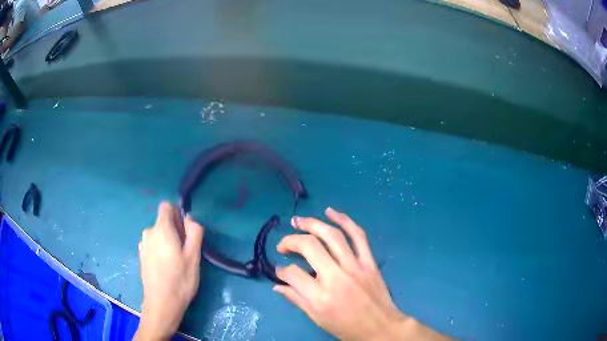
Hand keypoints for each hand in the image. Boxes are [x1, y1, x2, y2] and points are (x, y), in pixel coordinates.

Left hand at [134, 202, 203, 340]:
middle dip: (175, 231)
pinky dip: (160, 250)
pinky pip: (153, 245)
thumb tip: (190, 219)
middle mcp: (148, 232)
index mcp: (161, 228)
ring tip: (176, 263)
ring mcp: (143, 244)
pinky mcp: (141, 256)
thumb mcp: (194, 256)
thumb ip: (194, 232)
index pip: (166, 206)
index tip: (185, 232)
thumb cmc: (180, 279)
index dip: (178, 215)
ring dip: (167, 242)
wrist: (161, 303)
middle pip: (163, 222)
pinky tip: (166, 269)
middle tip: (184, 253)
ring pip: (158, 235)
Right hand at [274, 207, 446, 340]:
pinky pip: (358, 236)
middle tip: (283, 245)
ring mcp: (355, 266)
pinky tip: (330, 212)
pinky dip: (344, 220)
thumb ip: (296, 299)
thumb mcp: (317, 318)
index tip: (280, 270)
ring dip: (312, 223)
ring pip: (332, 236)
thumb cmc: (346, 327)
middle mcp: (336, 277)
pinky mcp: (369, 262)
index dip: (281, 270)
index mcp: (320, 296)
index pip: (292, 273)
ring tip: (298, 221)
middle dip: (290, 241)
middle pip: (309, 246)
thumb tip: (277, 285)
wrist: (381, 328)